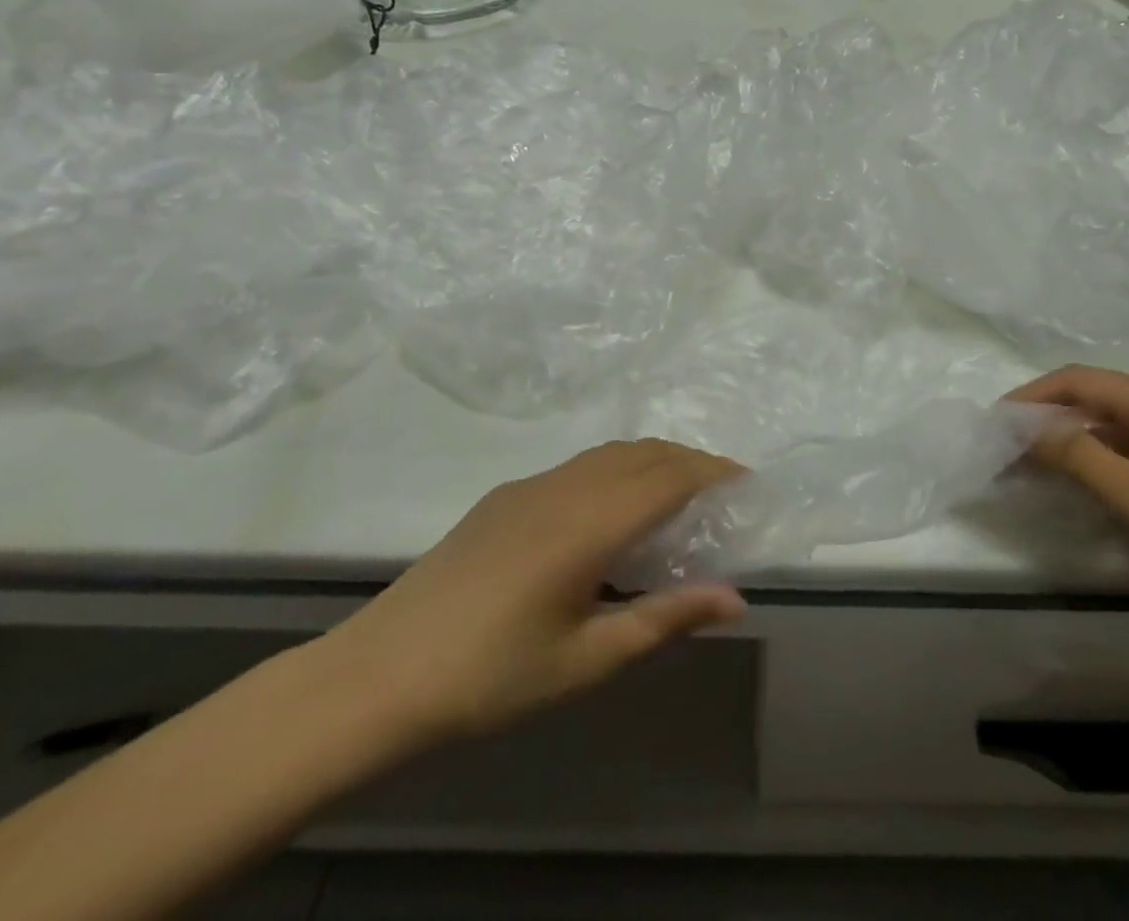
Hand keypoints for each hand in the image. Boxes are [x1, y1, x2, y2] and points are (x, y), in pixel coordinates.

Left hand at [317, 440, 746, 750]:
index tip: (748, 483)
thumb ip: (665, 619)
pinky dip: (617, 468)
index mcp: (590, 523)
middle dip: (691, 460)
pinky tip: (613, 509)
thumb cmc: (492, 676)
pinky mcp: (505, 497)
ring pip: (610, 453)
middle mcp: (565, 487)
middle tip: (723, 490)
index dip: (714, 472)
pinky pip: (579, 465)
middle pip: (644, 453)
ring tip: (679, 493)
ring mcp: (530, 486)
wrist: (379, 675)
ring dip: (653, 460)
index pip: (670, 477)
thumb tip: (735, 598)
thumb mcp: (589, 659)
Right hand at [1009, 366, 1128, 661]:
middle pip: (1091, 402)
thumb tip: (1024, 427)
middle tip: (1002, 452)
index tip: (991, 423)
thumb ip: (1077, 457)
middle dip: (1043, 421)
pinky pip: (1127, 460)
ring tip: (1027, 473)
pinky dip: (1094, 470)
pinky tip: (1077, 494)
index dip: (1030, 396)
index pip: (1077, 381)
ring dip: (1066, 447)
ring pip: (1107, 433)